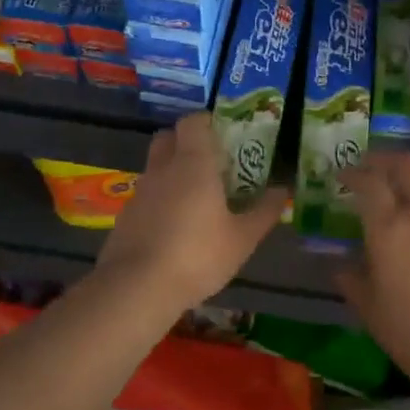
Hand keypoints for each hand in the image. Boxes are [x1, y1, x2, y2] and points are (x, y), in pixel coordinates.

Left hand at [97, 112, 289, 311]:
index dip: (207, 122)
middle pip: (168, 138)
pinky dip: (160, 201)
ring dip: (173, 174)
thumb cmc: (198, 255)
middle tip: (210, 163)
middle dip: (186, 142)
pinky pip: (147, 196)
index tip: (224, 135)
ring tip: (196, 199)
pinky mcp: (126, 216)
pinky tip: (175, 228)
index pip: (193, 122)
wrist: (137, 288)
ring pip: (156, 168)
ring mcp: (140, 192)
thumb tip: (283, 191)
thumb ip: (264, 212)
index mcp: (193, 163)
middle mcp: (162, 169)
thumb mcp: (242, 238)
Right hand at [339, 151, 409, 394]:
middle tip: (369, 169)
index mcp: (390, 228)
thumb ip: (353, 281)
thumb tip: (341, 266)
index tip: (341, 176)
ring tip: (392, 235)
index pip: (370, 181)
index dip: (353, 172)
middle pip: (409, 166)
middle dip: (386, 160)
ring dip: (407, 201)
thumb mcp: (372, 312)